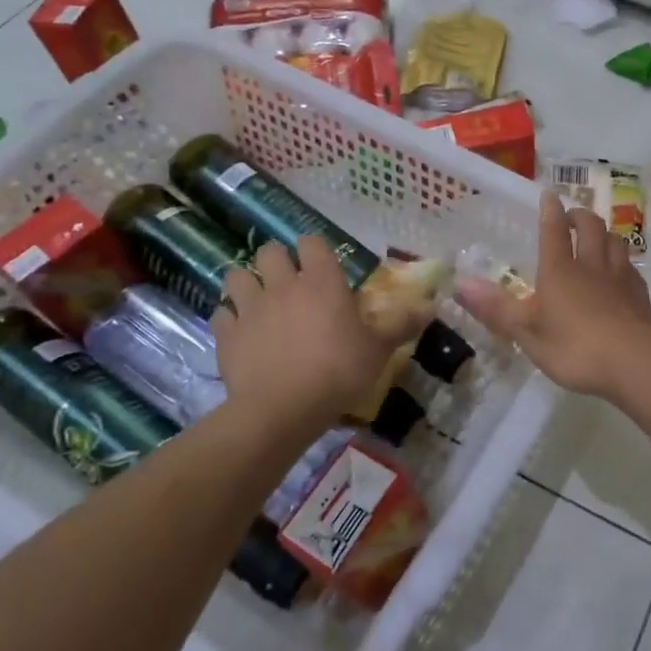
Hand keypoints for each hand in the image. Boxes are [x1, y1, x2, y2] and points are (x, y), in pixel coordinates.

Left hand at [209, 235, 425, 434]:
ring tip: (257, 299)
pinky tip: (240, 330)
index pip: (312, 242)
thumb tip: (431, 306)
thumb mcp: (379, 349)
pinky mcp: (226, 334)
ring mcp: (250, 307)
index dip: (314, 249)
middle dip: (276, 260)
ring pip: (236, 276)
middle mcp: (283, 284)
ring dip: (246, 283)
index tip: (320, 264)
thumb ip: (401, 325)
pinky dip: (229, 317)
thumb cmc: (338, 371)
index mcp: (322, 281)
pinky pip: (220, 313)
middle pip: (269, 251)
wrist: (282, 409)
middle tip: (288, 280)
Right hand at [456, 190, 650, 400]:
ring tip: (598, 238)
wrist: (632, 362)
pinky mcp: (640, 295)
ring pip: (615, 241)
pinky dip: (623, 262)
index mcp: (560, 270)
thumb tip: (460, 283)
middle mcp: (591, 265)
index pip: (554, 230)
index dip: (550, 211)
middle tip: (573, 217)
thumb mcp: (526, 332)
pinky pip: (631, 268)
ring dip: (605, 234)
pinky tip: (621, 273)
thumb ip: (496, 308)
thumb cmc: (573, 346)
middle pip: (591, 227)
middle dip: (580, 216)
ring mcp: (620, 278)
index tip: (549, 195)